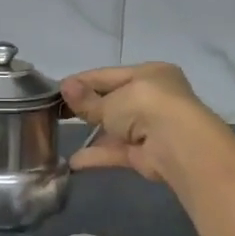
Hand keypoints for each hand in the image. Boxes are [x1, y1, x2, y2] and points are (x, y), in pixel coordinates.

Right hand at [61, 62, 234, 185]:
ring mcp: (151, 127)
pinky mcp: (147, 153)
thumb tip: (65, 87)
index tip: (57, 89)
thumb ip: (87, 100)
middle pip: (113, 101)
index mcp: (149, 74)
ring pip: (115, 127)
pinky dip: (98, 155)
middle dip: (86, 107)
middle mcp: (153, 97)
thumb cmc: (145, 107)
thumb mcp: (110, 100)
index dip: (82, 82)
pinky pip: (117, 150)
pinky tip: (74, 161)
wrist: (178, 144)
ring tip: (60, 133)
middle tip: (56, 111)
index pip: (109, 75)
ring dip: (90, 132)